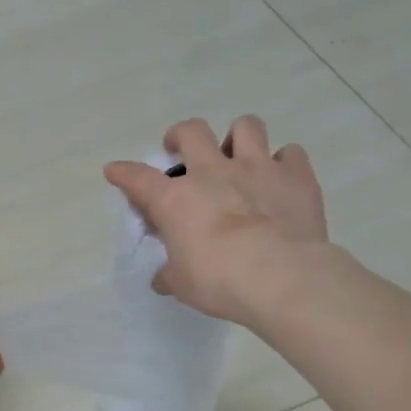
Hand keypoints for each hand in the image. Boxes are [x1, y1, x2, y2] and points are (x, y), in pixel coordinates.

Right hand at [104, 115, 329, 325]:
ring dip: (238, 138)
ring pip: (245, 126)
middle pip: (191, 131)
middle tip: (182, 151)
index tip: (115, 171)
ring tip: (238, 156)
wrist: (280, 277)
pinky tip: (282, 180)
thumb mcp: (182, 284)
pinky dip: (284, 163)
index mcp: (175, 200)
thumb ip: (170, 274)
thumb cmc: (218, 281)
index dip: (123, 173)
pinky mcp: (295, 176)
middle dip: (181, 136)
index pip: (138, 178)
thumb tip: (162, 278)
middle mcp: (212, 172)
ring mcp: (257, 168)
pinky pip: (290, 154)